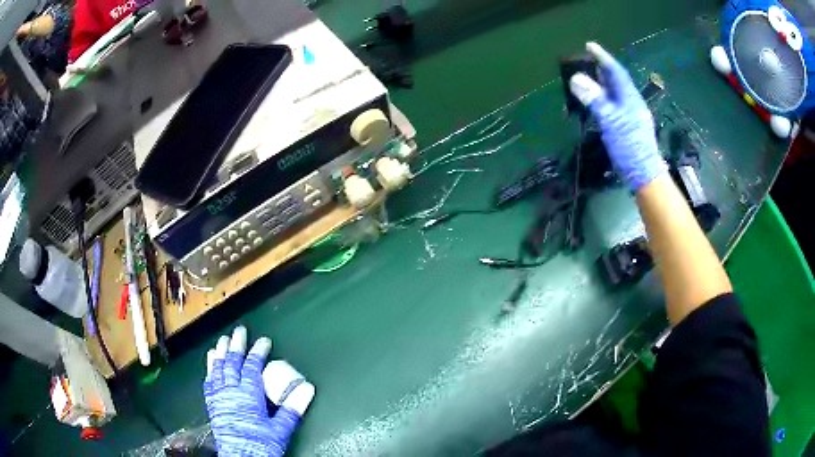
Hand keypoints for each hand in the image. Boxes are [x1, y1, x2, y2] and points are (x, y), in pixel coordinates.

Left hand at [204, 326, 314, 456]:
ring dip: (220, 353)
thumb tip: (308, 388)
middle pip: (231, 363)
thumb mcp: (281, 429)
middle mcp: (230, 392)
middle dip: (236, 345)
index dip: (258, 352)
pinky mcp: (212, 404)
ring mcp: (219, 397)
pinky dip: (210, 369)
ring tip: (221, 341)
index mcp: (248, 395)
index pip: (252, 367)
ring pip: (217, 369)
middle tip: (239, 330)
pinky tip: (211, 364)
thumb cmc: (261, 444)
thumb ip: (293, 408)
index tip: (264, 340)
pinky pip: (208, 381)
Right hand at [569, 42, 666, 191]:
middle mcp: (632, 103)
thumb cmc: (629, 146)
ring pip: (615, 93)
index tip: (590, 45)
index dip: (603, 57)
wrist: (644, 174)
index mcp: (629, 98)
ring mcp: (631, 115)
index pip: (615, 71)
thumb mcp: (611, 121)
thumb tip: (576, 79)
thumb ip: (595, 99)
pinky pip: (614, 105)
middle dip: (601, 69)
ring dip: (602, 84)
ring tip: (588, 79)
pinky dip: (603, 99)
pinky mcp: (628, 127)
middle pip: (616, 81)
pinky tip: (597, 103)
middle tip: (586, 61)